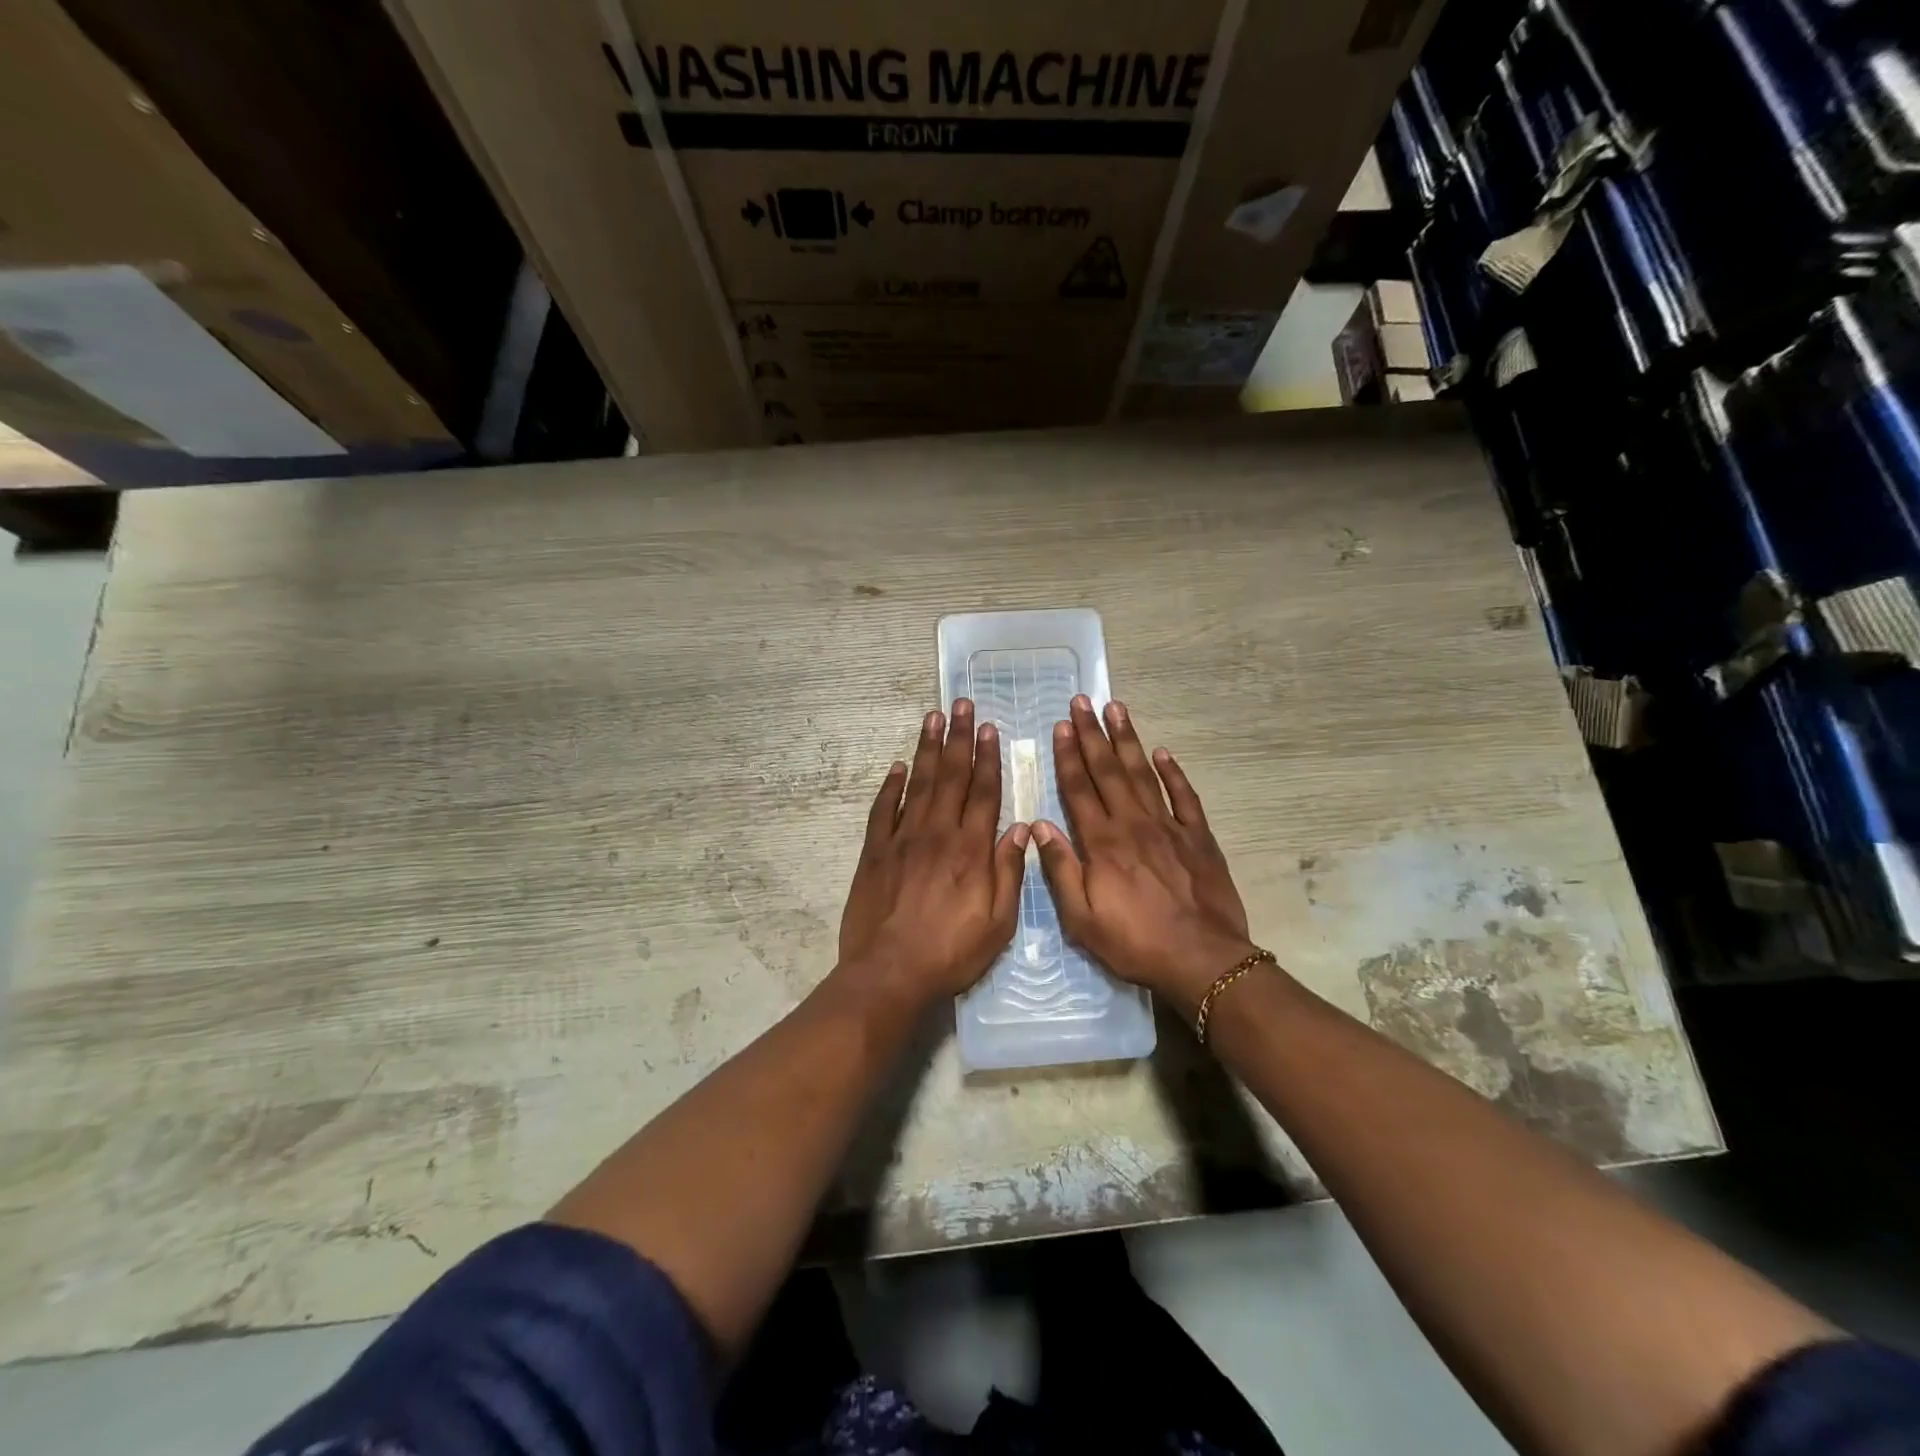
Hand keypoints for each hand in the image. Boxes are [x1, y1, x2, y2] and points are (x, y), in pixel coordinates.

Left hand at [837, 700, 1029, 1007]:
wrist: (889, 972)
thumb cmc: (950, 952)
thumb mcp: (998, 923)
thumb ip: (1010, 873)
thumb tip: (1021, 829)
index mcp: (971, 849)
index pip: (983, 792)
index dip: (988, 758)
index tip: (988, 728)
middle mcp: (938, 833)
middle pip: (951, 777)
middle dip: (958, 738)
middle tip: (960, 704)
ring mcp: (903, 839)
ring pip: (919, 784)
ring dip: (928, 749)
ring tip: (933, 718)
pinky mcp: (875, 852)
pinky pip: (883, 810)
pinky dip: (891, 786)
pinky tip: (898, 766)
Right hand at [1031, 696, 1257, 1015]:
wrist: (1201, 959)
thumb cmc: (1135, 942)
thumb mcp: (1082, 918)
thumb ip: (1061, 869)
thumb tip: (1039, 826)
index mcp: (1102, 842)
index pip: (1079, 789)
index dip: (1068, 756)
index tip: (1061, 726)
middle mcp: (1133, 823)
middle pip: (1108, 770)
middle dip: (1093, 734)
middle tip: (1083, 701)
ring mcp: (1169, 826)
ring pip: (1143, 773)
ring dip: (1128, 740)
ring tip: (1117, 709)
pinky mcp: (1198, 837)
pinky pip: (1184, 796)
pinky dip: (1173, 772)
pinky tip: (1163, 752)